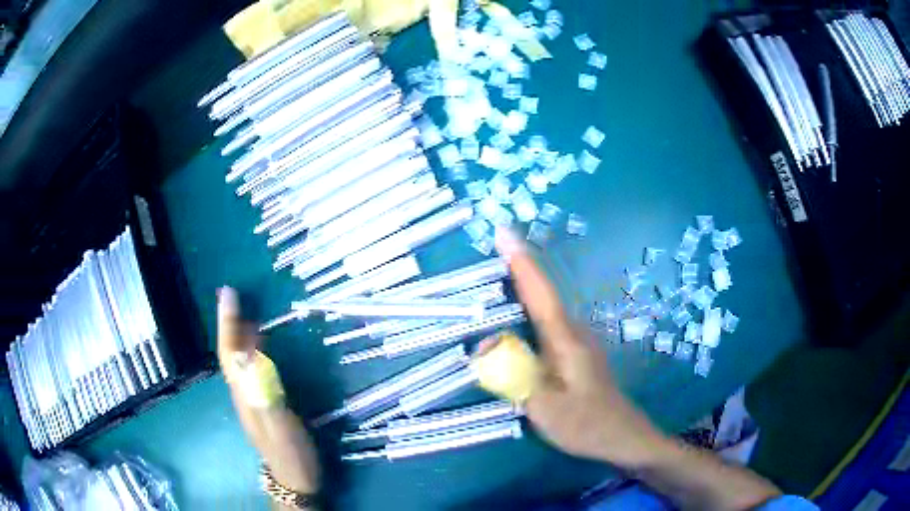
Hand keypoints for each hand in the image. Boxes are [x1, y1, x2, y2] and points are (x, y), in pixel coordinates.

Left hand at [217, 286, 321, 496]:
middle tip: (233, 295)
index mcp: (245, 394)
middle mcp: (243, 392)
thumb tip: (250, 356)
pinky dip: (250, 349)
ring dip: (236, 333)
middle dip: (228, 323)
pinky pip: (250, 367)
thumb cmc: (290, 452)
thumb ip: (264, 392)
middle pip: (229, 353)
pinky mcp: (262, 403)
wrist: (296, 479)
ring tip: (242, 311)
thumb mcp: (280, 424)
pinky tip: (260, 345)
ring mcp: (251, 399)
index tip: (228, 293)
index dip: (227, 323)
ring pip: (237, 359)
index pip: (230, 352)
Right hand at [495, 229, 670, 468]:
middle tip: (492, 246)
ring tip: (498, 273)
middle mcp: (573, 332)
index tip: (503, 232)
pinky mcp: (576, 353)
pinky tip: (518, 318)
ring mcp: (577, 341)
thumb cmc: (586, 423)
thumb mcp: (545, 407)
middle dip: (517, 267)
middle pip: (541, 293)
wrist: (623, 436)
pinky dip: (529, 311)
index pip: (539, 293)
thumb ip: (514, 376)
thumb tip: (487, 349)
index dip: (521, 262)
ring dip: (523, 288)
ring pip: (544, 308)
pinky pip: (547, 324)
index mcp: (565, 340)